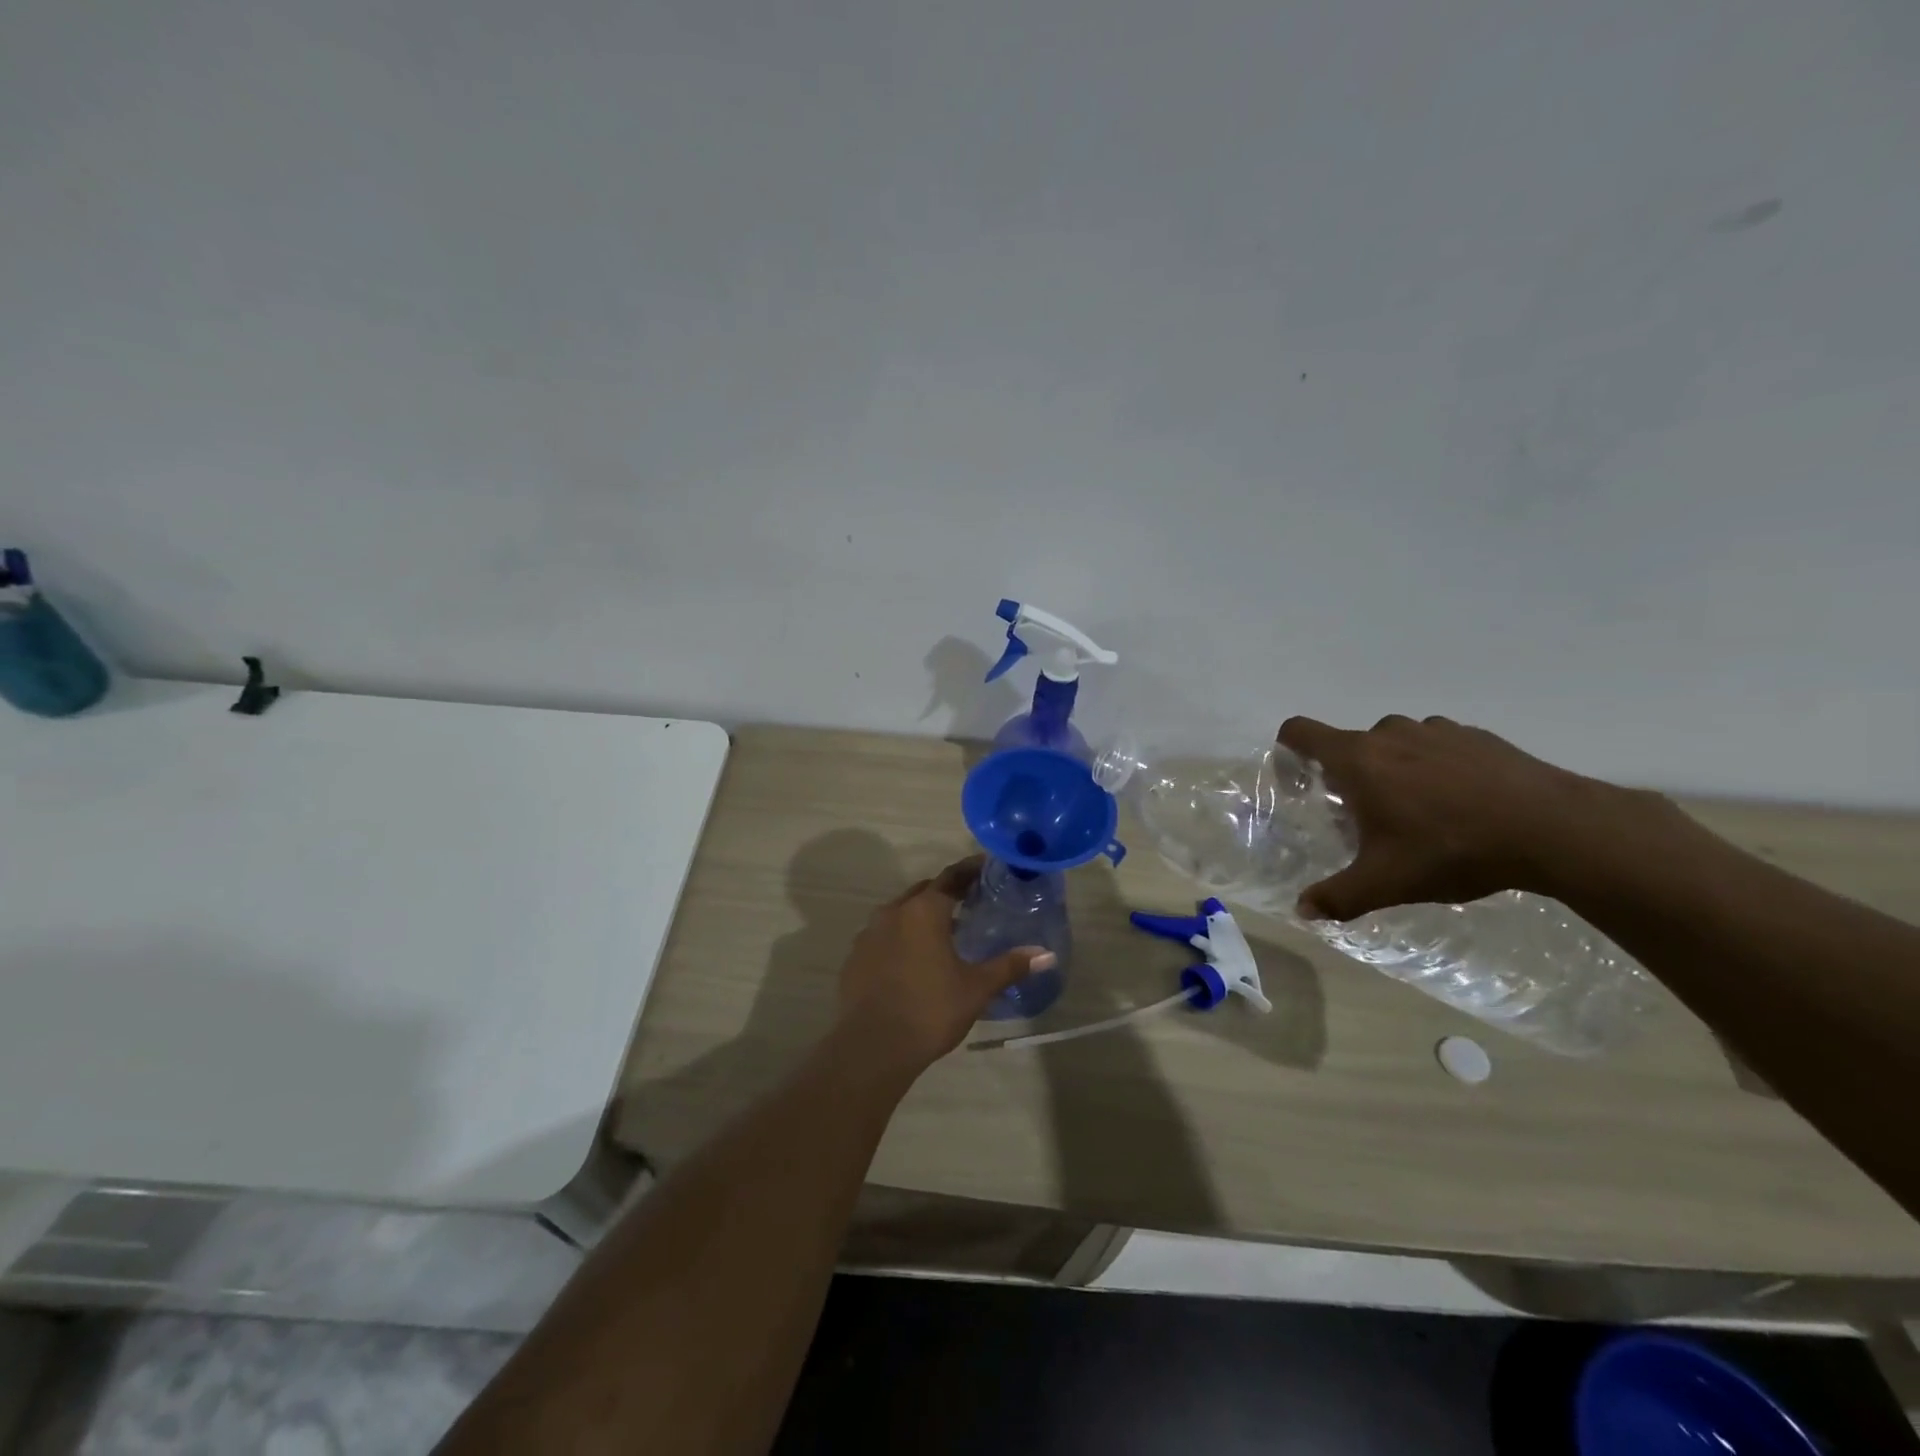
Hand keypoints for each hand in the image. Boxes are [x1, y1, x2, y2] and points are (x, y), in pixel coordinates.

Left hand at [836, 857, 1054, 1072]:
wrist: (871, 1047)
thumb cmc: (930, 1010)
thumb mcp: (977, 988)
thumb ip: (1010, 966)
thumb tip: (1046, 955)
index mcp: (924, 911)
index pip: (951, 878)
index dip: (969, 871)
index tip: (985, 867)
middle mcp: (893, 912)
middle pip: (923, 892)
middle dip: (945, 892)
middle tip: (969, 901)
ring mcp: (868, 934)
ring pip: (899, 913)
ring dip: (920, 915)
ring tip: (943, 933)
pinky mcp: (855, 958)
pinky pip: (882, 936)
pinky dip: (900, 938)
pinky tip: (912, 960)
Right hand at [1276, 714, 1647, 921]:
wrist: (1553, 829)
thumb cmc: (1452, 849)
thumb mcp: (1387, 883)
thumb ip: (1338, 896)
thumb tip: (1302, 910)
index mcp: (1358, 759)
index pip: (1300, 731)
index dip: (1289, 750)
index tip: (1301, 780)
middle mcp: (1390, 734)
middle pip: (1351, 745)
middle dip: (1351, 776)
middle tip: (1371, 818)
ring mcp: (1437, 730)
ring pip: (1396, 743)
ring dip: (1396, 769)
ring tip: (1423, 812)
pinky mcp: (1478, 736)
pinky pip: (1439, 746)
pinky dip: (1438, 767)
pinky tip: (1465, 804)